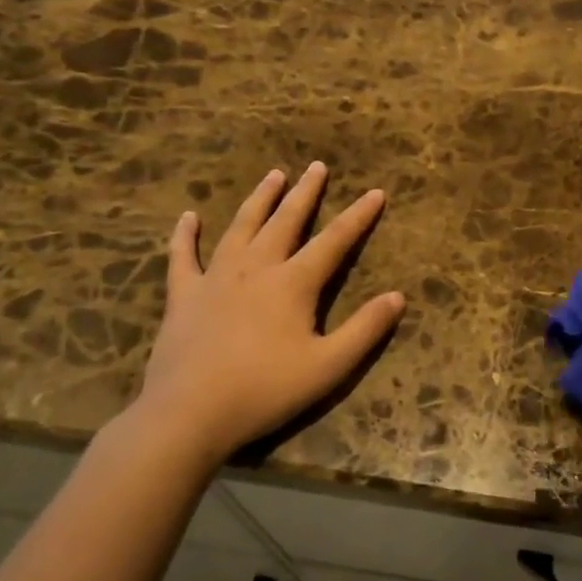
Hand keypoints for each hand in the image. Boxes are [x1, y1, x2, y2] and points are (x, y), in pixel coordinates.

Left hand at [133, 162, 405, 471]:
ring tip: (273, 174)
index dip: (358, 216)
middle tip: (316, 166)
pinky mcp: (183, 296)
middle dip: (305, 193)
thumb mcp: (329, 366)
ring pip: (241, 227)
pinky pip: (183, 256)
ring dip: (259, 199)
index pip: (334, 240)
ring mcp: (216, 278)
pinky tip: (188, 217)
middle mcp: (256, 268)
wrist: (189, 414)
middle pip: (286, 221)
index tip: (375, 192)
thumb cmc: (266, 390)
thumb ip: (365, 329)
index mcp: (293, 283)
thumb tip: (398, 297)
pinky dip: (185, 235)